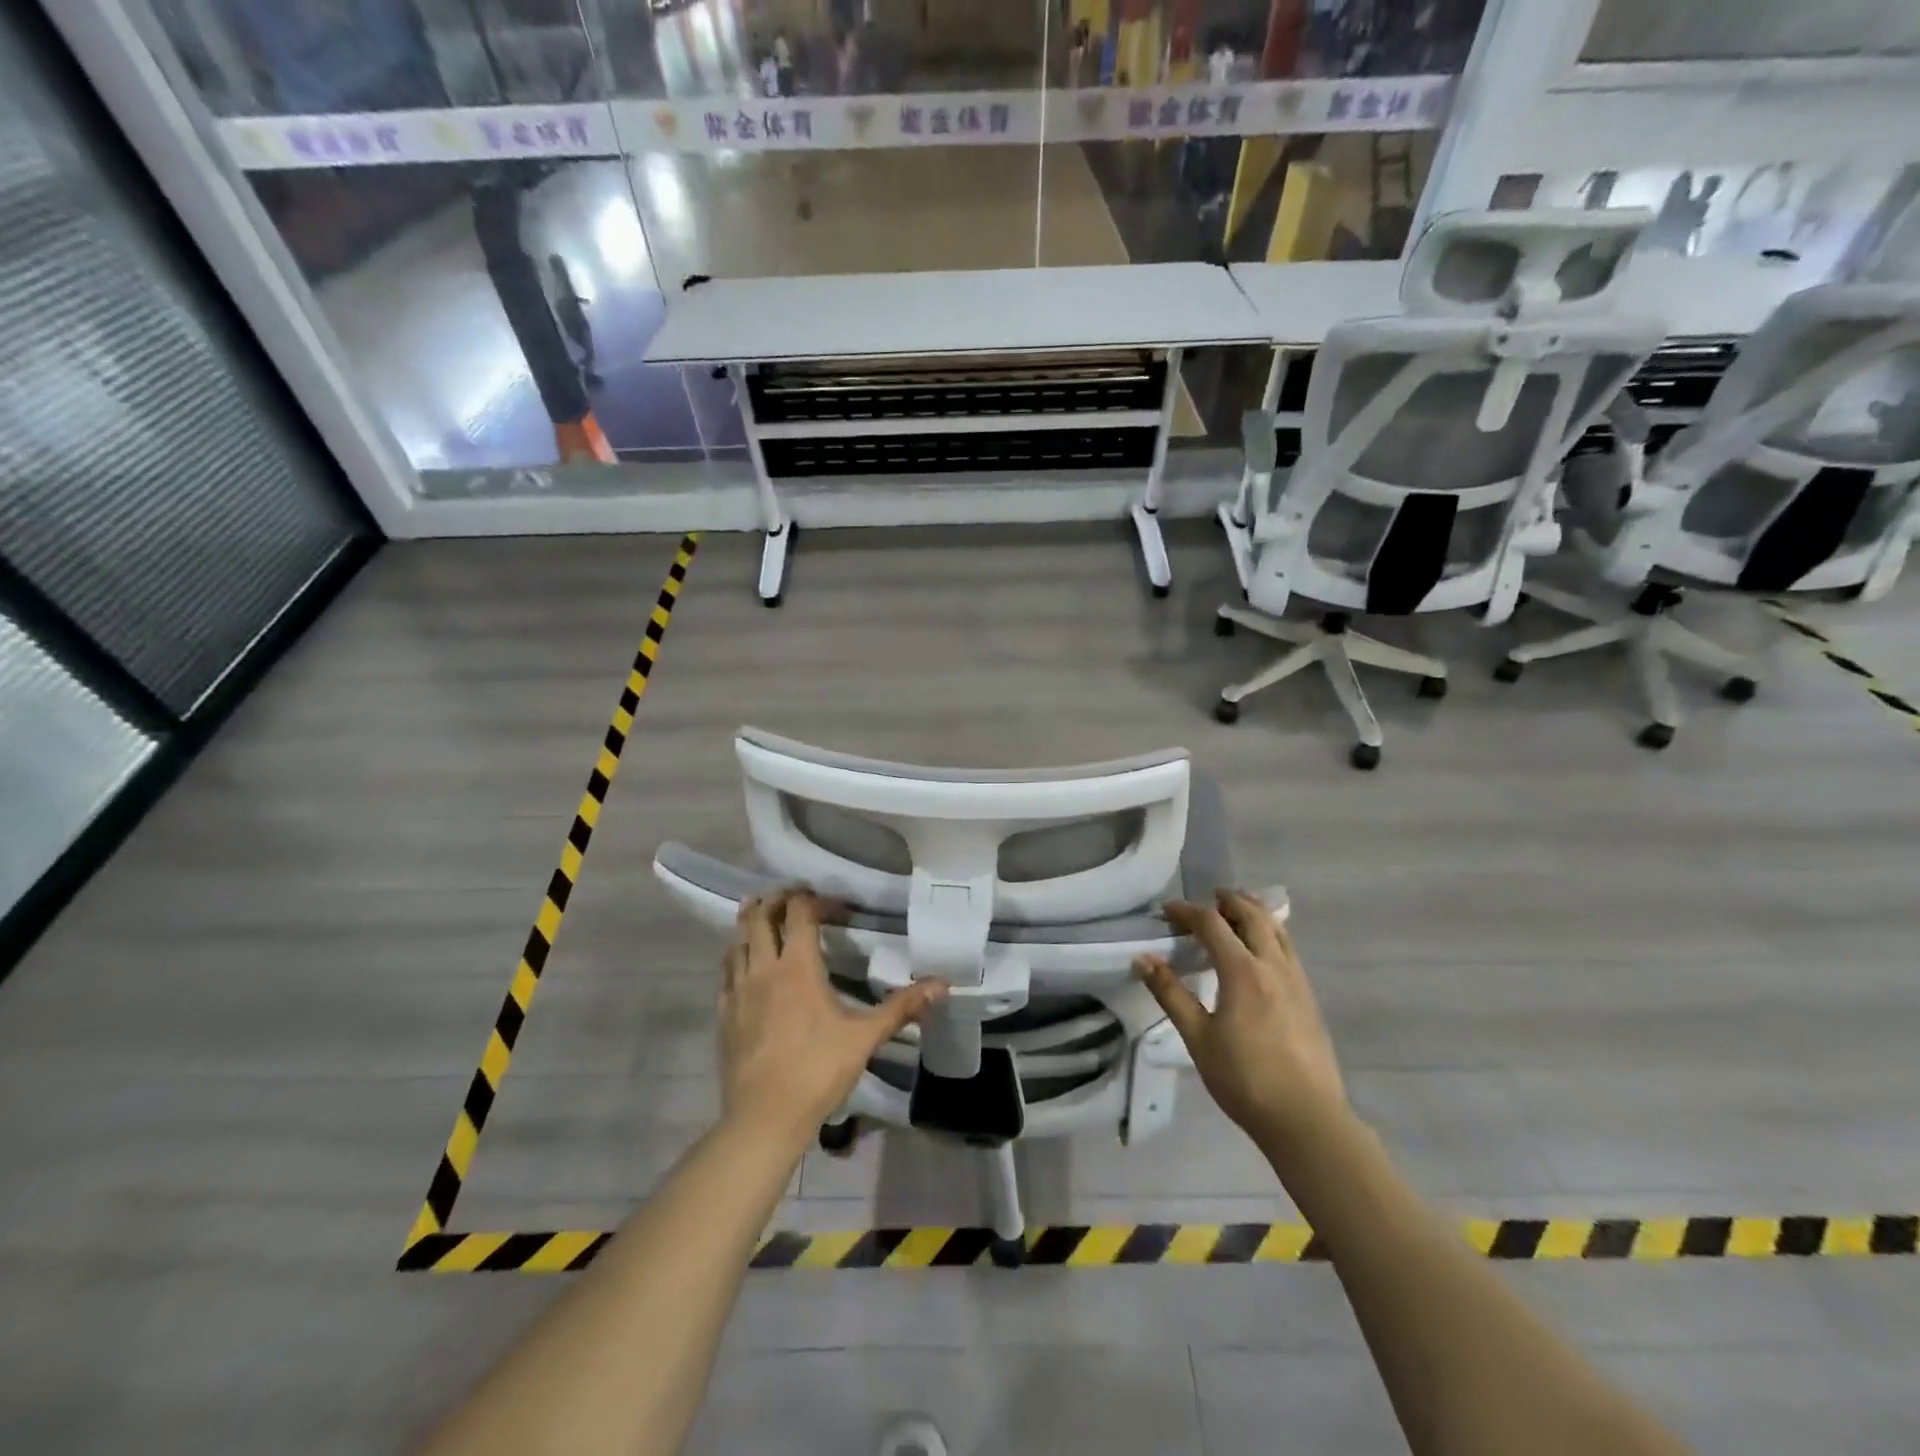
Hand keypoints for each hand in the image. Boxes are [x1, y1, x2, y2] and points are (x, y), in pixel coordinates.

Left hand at [719, 891, 945, 1142]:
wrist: (764, 1117)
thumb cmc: (818, 1071)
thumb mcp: (865, 1037)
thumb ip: (902, 1007)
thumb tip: (943, 984)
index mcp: (797, 967)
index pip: (800, 913)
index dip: (815, 900)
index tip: (835, 908)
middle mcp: (763, 969)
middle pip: (760, 917)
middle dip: (775, 900)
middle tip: (792, 897)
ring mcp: (738, 991)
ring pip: (737, 942)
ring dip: (750, 924)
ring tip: (762, 916)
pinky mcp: (724, 1014)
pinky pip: (726, 972)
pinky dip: (735, 957)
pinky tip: (743, 964)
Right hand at [1134, 890, 1346, 1152]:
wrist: (1306, 1118)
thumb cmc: (1244, 1078)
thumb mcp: (1198, 1037)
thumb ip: (1170, 994)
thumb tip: (1142, 959)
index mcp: (1242, 971)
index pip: (1212, 924)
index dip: (1187, 911)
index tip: (1167, 910)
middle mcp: (1273, 966)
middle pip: (1253, 916)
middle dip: (1229, 901)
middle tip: (1210, 897)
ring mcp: (1297, 981)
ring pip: (1278, 930)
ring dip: (1256, 912)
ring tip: (1239, 909)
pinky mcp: (1310, 999)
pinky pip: (1289, 950)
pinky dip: (1272, 934)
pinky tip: (1264, 950)